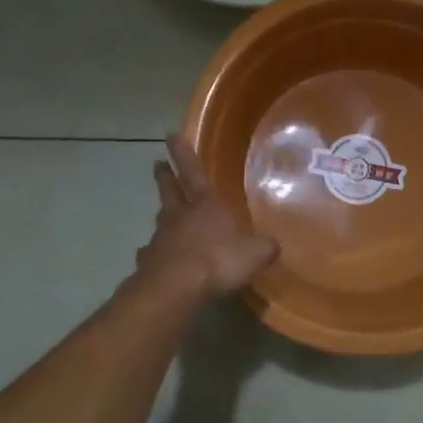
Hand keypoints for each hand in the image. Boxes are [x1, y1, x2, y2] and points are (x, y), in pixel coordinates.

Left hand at [138, 134, 279, 299]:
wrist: (176, 287)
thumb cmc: (218, 261)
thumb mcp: (254, 254)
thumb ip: (264, 247)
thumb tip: (273, 245)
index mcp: (205, 205)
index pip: (193, 172)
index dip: (183, 153)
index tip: (170, 135)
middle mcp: (179, 216)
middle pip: (169, 190)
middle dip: (165, 176)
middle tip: (157, 164)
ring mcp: (160, 238)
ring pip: (160, 220)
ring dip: (162, 214)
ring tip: (162, 214)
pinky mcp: (148, 262)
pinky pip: (151, 253)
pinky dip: (153, 253)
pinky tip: (155, 258)